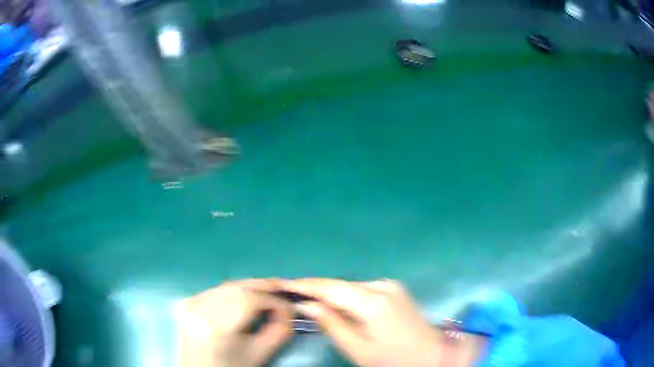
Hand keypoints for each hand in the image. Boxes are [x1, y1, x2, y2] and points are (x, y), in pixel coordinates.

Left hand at [177, 279, 292, 366]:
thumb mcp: (260, 354)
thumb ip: (280, 331)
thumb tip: (289, 310)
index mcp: (216, 326)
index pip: (249, 300)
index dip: (274, 301)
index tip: (291, 308)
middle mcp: (199, 309)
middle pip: (237, 287)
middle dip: (265, 287)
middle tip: (285, 290)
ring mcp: (191, 303)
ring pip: (228, 285)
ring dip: (251, 288)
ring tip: (269, 295)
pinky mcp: (188, 302)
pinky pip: (218, 290)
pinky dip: (236, 291)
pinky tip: (246, 299)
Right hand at [279, 279, 442, 366]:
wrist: (432, 355)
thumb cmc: (393, 359)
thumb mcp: (358, 348)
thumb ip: (332, 324)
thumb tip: (307, 305)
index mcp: (373, 300)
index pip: (331, 287)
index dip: (306, 285)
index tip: (284, 284)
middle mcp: (382, 285)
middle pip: (341, 285)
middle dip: (317, 290)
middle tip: (292, 294)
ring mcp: (391, 286)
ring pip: (351, 288)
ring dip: (332, 294)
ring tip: (309, 300)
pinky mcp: (395, 291)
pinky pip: (363, 291)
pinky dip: (347, 298)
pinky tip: (336, 306)